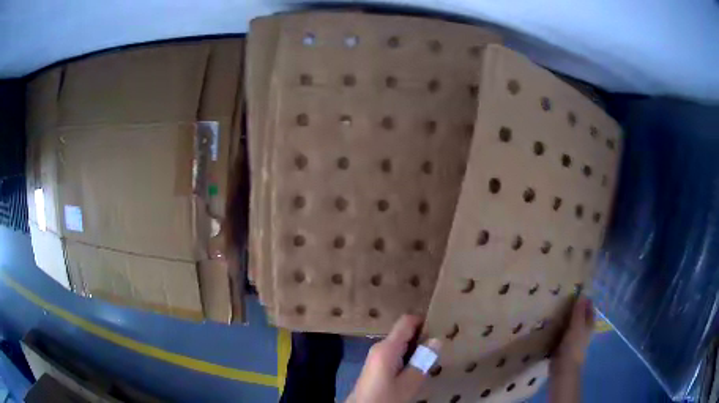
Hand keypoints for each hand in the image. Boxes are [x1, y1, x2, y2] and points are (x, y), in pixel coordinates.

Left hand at [347, 315, 441, 402]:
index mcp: (387, 348)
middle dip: (423, 336)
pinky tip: (418, 367)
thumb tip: (436, 339)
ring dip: (417, 348)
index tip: (442, 325)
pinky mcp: (376, 366)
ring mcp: (376, 356)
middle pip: (404, 332)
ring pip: (401, 344)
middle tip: (442, 343)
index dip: (424, 320)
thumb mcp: (408, 384)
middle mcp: (380, 347)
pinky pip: (396, 354)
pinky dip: (409, 357)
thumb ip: (422, 362)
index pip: (406, 321)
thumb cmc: (385, 397)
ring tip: (434, 355)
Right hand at [553, 296, 594, 370]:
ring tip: (554, 308)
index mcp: (589, 324)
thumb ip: (578, 311)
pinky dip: (558, 327)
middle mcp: (583, 330)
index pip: (589, 308)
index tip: (575, 290)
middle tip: (562, 297)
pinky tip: (550, 323)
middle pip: (580, 315)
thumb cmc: (573, 346)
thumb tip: (582, 293)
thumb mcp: (577, 326)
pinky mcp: (563, 344)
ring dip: (564, 317)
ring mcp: (573, 338)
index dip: (585, 300)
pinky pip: (561, 332)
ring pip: (570, 323)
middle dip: (573, 307)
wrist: (563, 368)